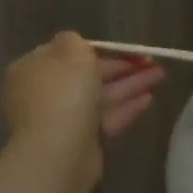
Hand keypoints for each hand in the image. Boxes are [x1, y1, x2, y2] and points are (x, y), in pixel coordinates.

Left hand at [1, 32, 165, 159]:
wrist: (58, 152)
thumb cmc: (63, 93)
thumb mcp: (71, 52)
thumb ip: (75, 41)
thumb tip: (75, 43)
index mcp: (32, 69)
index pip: (64, 53)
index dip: (94, 48)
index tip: (120, 47)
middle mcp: (44, 93)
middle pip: (86, 75)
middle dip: (120, 67)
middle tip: (150, 60)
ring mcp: (62, 119)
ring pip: (100, 96)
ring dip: (130, 84)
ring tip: (160, 75)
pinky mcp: (81, 142)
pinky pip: (106, 119)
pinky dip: (126, 107)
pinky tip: (150, 98)